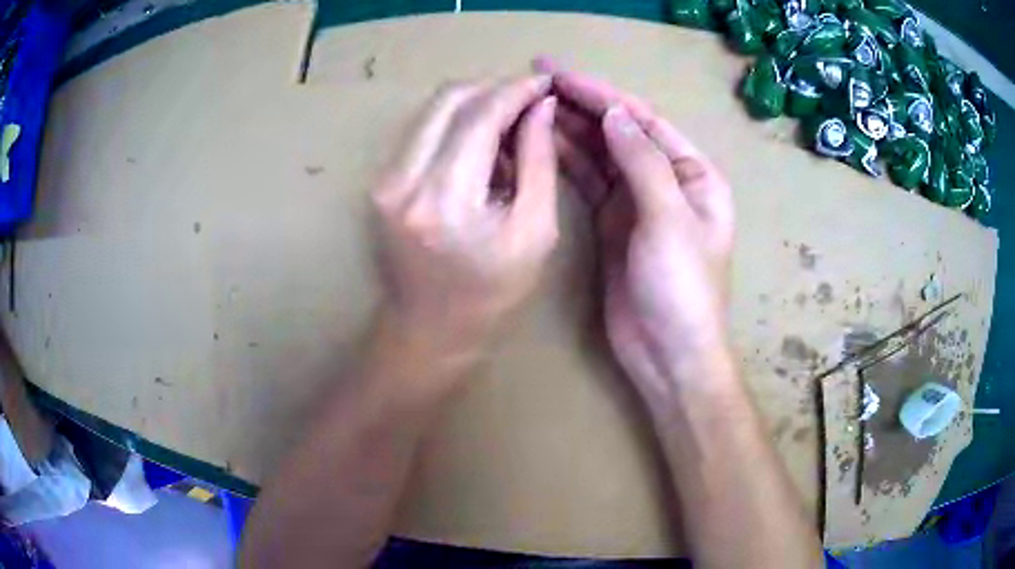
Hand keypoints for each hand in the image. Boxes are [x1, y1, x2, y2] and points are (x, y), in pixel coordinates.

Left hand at [372, 75, 558, 367]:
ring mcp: (383, 179)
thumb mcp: (534, 232)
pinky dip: (455, 124)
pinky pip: (422, 130)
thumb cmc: (490, 294)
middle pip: (449, 99)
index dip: (516, 90)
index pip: (480, 115)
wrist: (428, 328)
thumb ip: (538, 161)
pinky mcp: (380, 180)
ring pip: (432, 109)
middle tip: (529, 102)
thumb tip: (541, 106)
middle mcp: (403, 180)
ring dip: (475, 105)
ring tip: (508, 128)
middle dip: (494, 89)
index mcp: (446, 199)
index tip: (544, 83)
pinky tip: (480, 147)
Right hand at [543, 62, 735, 398]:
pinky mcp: (612, 224)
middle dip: (581, 105)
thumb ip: (643, 162)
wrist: (668, 354)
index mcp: (693, 173)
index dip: (602, 94)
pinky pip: (589, 183)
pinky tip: (541, 144)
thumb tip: (615, 113)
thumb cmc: (682, 288)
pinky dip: (567, 163)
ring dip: (570, 129)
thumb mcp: (669, 220)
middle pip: (619, 132)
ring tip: (531, 106)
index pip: (643, 120)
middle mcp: (666, 180)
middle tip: (535, 81)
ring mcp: (636, 202)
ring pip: (600, 155)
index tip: (559, 74)